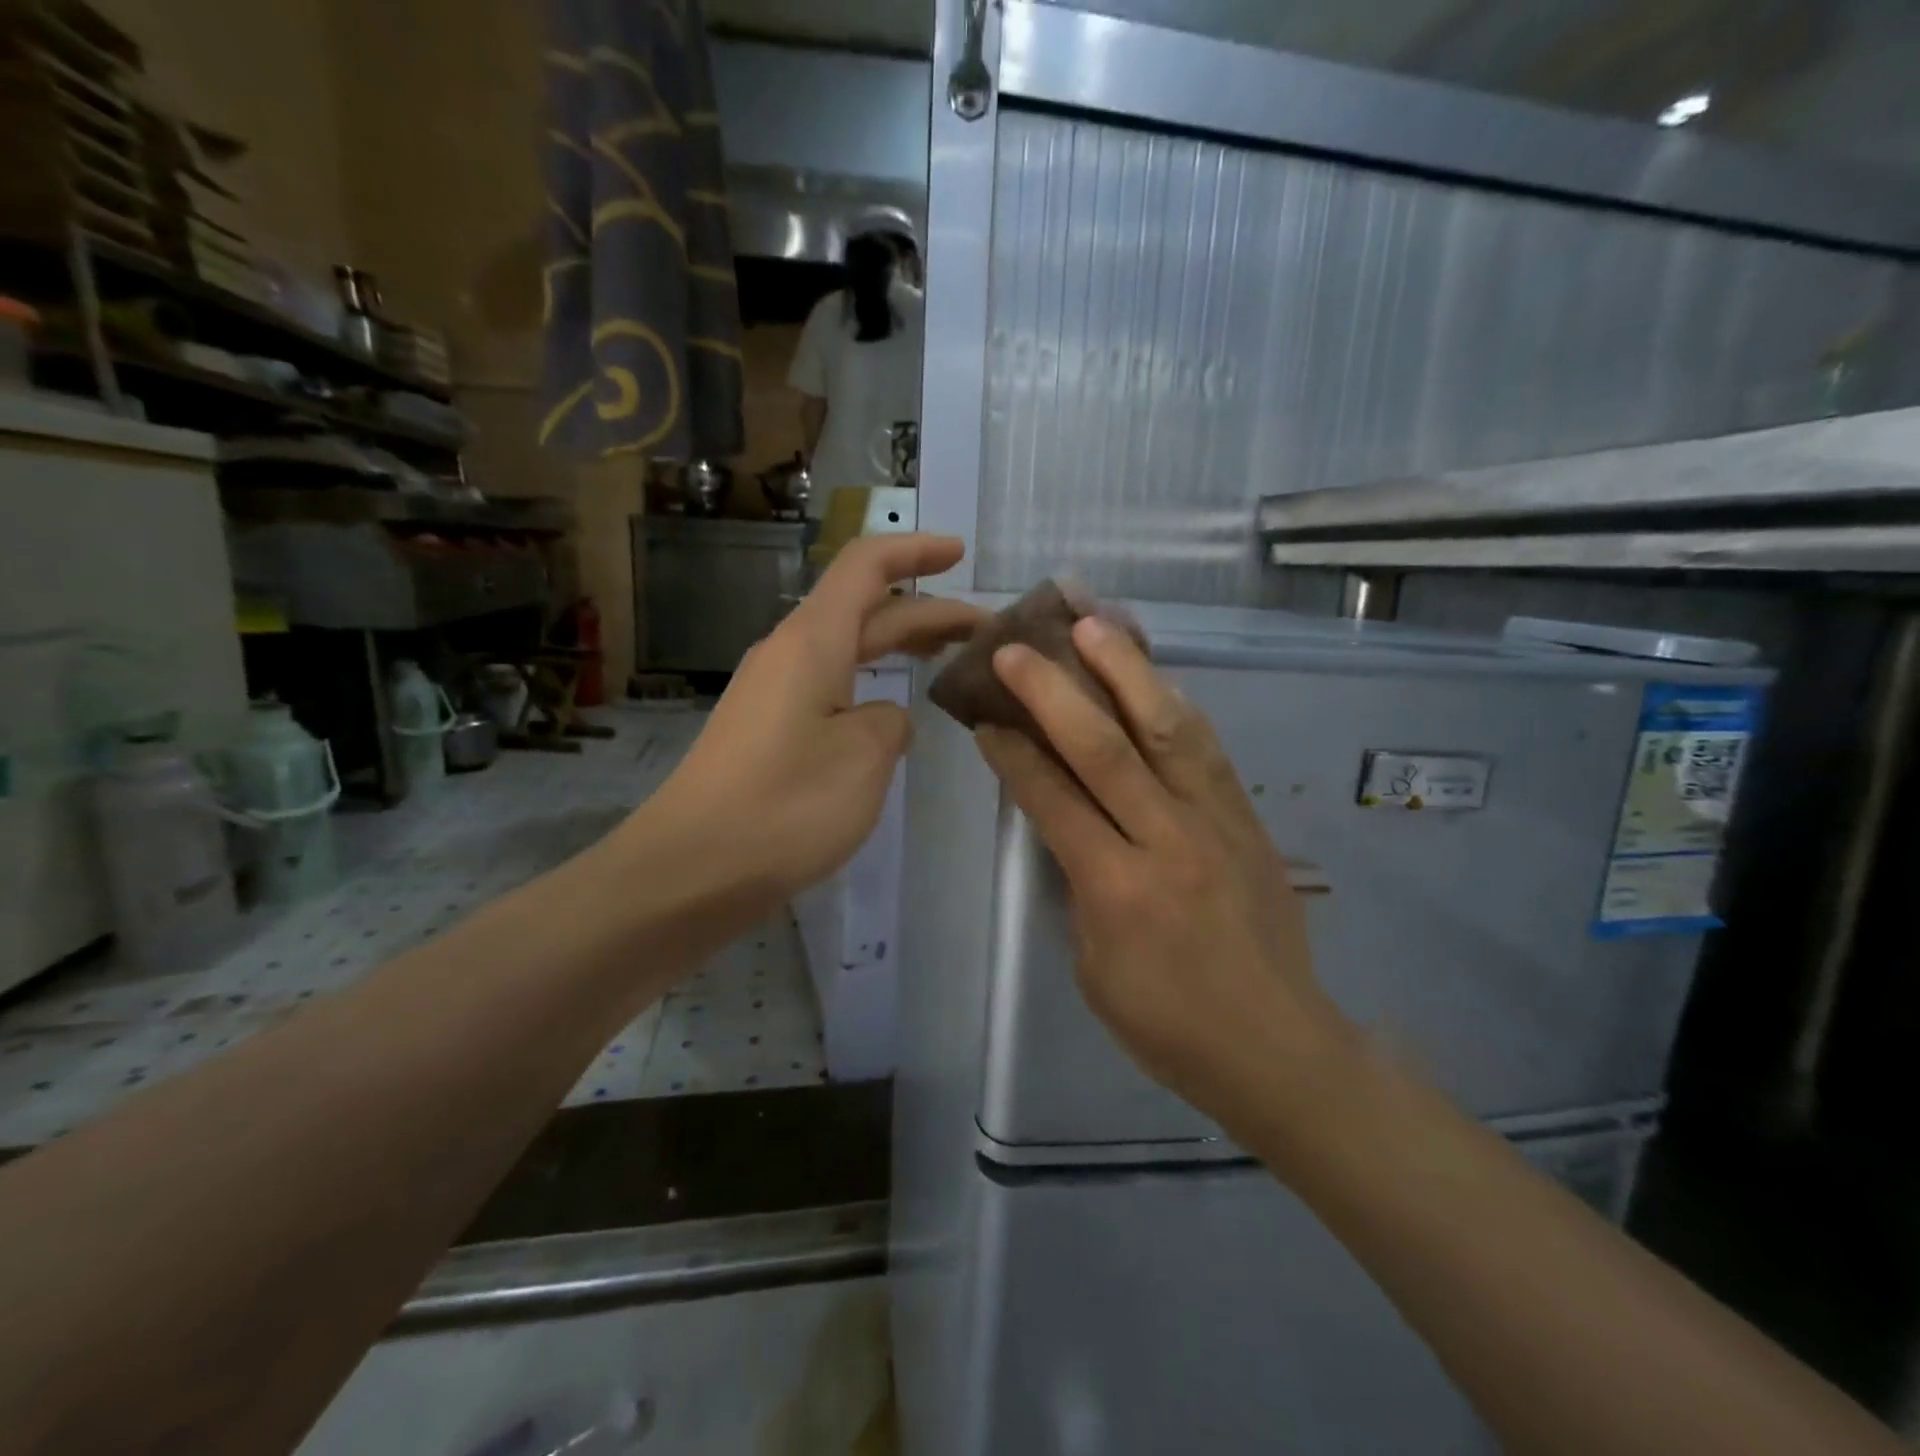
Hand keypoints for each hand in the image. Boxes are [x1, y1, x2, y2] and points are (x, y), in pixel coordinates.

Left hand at [647, 534, 984, 905]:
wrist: (691, 869)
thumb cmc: (786, 806)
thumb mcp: (864, 757)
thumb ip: (890, 722)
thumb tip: (881, 718)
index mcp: (812, 641)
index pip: (866, 567)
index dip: (915, 551)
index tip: (958, 553)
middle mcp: (789, 654)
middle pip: (864, 609)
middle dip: (925, 611)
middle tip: (982, 629)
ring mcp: (774, 694)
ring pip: (848, 650)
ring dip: (898, 647)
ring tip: (948, 659)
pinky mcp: (768, 731)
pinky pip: (830, 687)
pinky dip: (871, 684)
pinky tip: (893, 714)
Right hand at [975, 616, 1356, 1137]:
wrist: (1277, 1046)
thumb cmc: (1167, 1024)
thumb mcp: (1094, 967)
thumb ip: (1077, 885)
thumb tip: (1062, 823)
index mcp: (1118, 890)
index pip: (1054, 800)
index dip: (1014, 754)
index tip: (985, 717)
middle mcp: (1168, 842)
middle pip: (1105, 749)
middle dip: (1053, 692)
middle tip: (1016, 649)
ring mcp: (1216, 823)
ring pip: (1168, 730)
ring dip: (1126, 671)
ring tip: (1094, 625)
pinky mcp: (1248, 819)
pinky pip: (1207, 749)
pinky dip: (1173, 704)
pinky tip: (1151, 676)